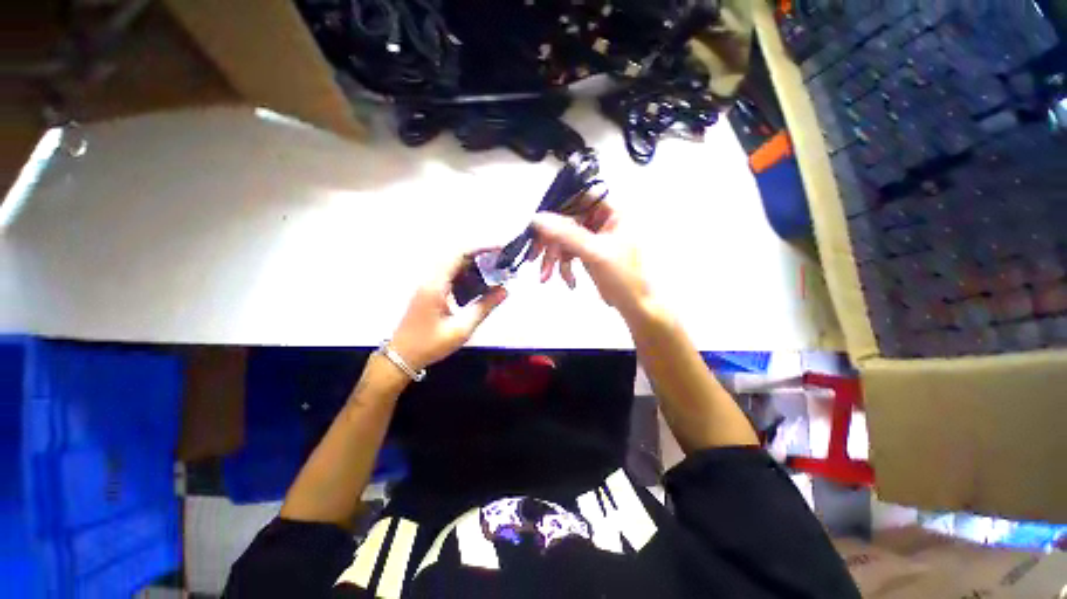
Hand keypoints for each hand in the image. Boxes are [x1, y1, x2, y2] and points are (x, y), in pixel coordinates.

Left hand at [390, 251, 507, 370]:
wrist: (401, 357)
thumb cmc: (431, 344)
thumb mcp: (461, 329)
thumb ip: (484, 307)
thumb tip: (505, 290)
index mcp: (436, 285)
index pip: (459, 254)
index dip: (481, 247)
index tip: (501, 248)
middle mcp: (431, 279)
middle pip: (457, 256)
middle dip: (481, 254)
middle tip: (502, 261)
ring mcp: (428, 284)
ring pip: (453, 265)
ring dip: (474, 265)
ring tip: (494, 271)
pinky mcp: (430, 291)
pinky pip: (450, 276)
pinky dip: (466, 275)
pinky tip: (479, 286)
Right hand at [530, 200, 652, 317]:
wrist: (632, 304)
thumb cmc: (623, 277)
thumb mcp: (594, 253)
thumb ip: (566, 234)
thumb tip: (538, 219)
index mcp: (612, 212)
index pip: (580, 196)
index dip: (559, 206)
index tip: (541, 223)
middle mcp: (601, 220)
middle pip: (566, 220)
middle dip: (550, 242)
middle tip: (534, 256)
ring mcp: (592, 236)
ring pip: (563, 238)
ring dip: (552, 257)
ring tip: (545, 276)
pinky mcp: (586, 251)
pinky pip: (567, 251)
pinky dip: (562, 265)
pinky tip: (567, 280)